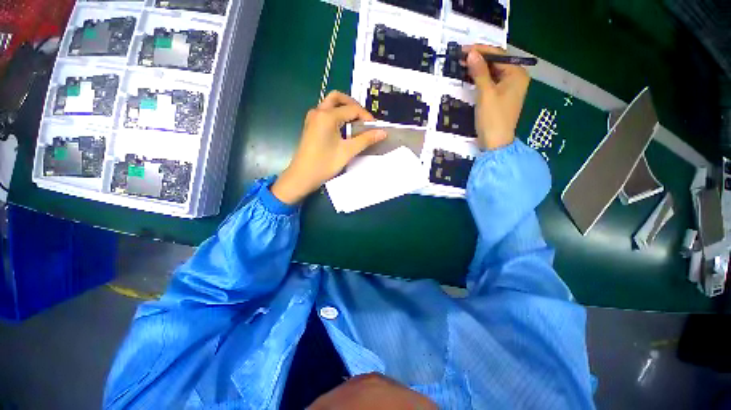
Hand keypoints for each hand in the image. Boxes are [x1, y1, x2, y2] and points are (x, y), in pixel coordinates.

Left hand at [270, 91, 386, 204]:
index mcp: (327, 116)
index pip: (352, 109)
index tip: (375, 128)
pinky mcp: (311, 125)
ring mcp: (312, 118)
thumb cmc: (324, 164)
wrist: (302, 176)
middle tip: (364, 119)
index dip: (366, 116)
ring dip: (344, 109)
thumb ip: (366, 139)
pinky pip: (326, 113)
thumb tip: (383, 132)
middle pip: (338, 98)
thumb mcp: (348, 151)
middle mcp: (318, 112)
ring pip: (331, 104)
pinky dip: (337, 115)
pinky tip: (344, 129)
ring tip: (356, 124)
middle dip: (353, 105)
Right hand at [463, 45, 529, 149]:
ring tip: (463, 66)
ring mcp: (509, 89)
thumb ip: (480, 73)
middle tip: (461, 57)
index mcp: (517, 75)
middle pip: (497, 63)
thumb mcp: (486, 94)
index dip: (481, 51)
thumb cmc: (493, 118)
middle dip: (480, 59)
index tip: (464, 49)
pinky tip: (470, 77)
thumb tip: (472, 53)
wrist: (495, 143)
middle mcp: (516, 78)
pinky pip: (491, 83)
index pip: (499, 56)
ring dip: (479, 69)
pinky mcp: (501, 97)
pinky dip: (481, 79)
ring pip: (493, 73)